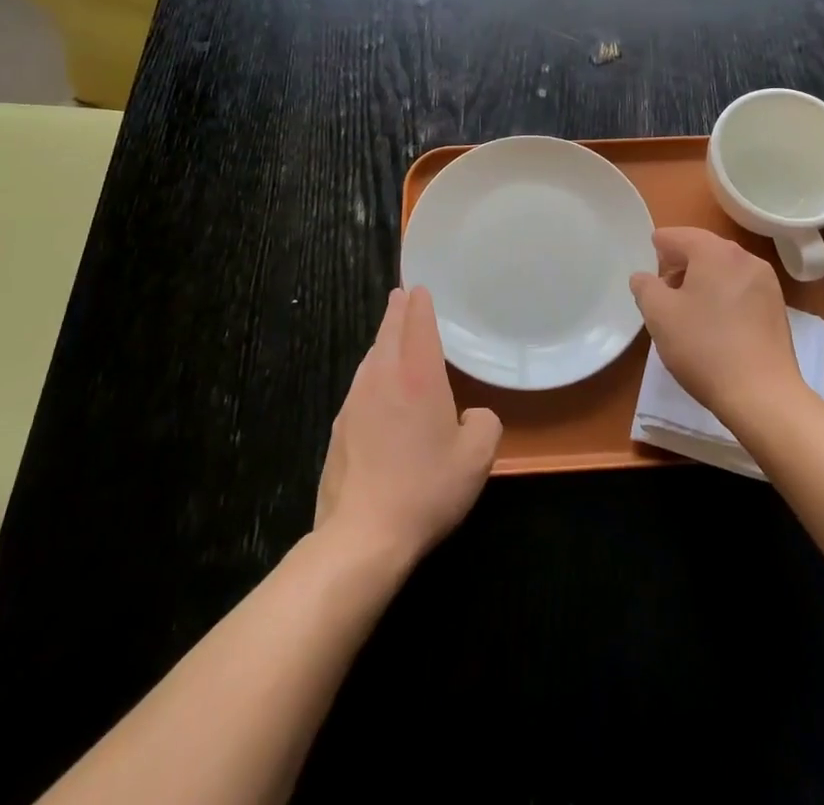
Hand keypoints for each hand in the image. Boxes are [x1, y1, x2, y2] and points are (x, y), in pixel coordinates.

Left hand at [314, 286, 501, 568]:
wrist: (362, 536)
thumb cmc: (426, 488)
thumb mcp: (477, 457)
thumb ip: (485, 423)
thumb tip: (472, 415)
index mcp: (418, 375)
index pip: (417, 324)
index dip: (419, 303)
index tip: (418, 288)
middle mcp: (382, 378)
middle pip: (388, 333)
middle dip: (396, 312)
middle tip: (401, 295)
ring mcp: (355, 402)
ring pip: (371, 359)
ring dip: (382, 342)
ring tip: (391, 336)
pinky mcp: (339, 429)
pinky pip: (361, 387)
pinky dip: (372, 375)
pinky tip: (378, 391)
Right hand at [629, 227, 809, 430]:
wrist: (762, 395)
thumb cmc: (704, 347)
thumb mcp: (659, 315)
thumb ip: (645, 287)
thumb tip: (644, 277)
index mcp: (715, 251)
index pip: (678, 236)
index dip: (658, 248)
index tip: (647, 267)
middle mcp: (745, 257)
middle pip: (704, 249)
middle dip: (680, 265)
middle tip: (662, 291)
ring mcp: (767, 283)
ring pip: (724, 270)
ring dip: (702, 280)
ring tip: (687, 310)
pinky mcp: (777, 308)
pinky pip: (741, 289)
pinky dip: (723, 296)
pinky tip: (714, 324)